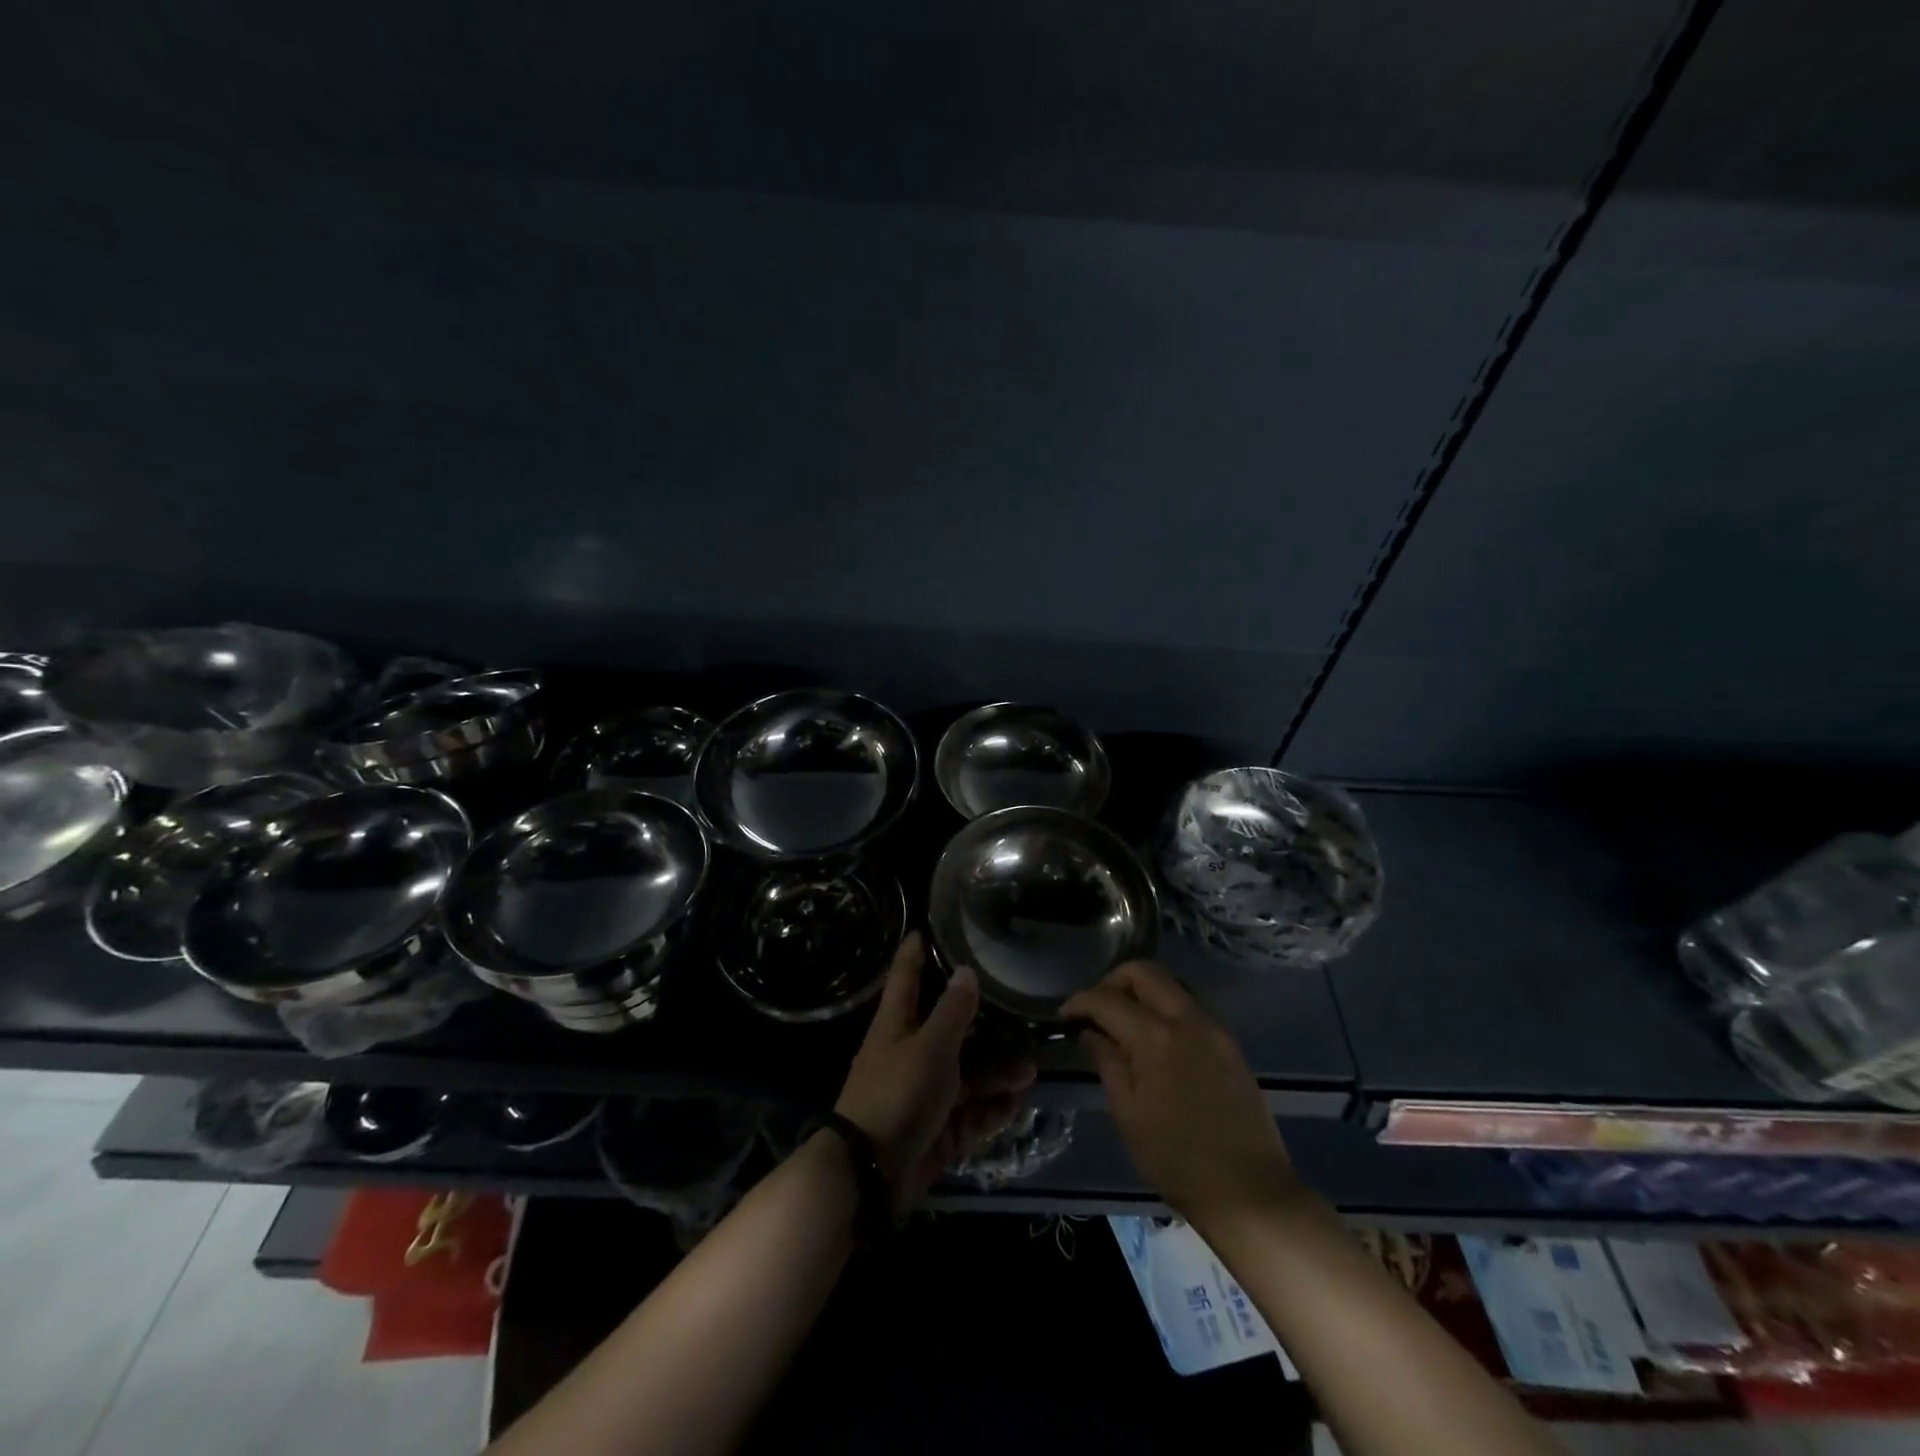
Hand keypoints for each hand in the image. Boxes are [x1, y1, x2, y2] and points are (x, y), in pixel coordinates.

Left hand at [834, 933, 1035, 1211]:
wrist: (871, 1173)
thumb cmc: (897, 1093)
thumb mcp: (930, 1047)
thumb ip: (953, 1011)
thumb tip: (966, 971)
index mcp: (897, 1024)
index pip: (907, 976)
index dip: (916, 951)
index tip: (930, 927)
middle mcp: (910, 1053)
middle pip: (949, 1029)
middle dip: (984, 1025)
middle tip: (1017, 1013)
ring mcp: (923, 1093)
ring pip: (966, 1074)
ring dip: (997, 1072)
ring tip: (1030, 1069)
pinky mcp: (936, 1128)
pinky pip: (969, 1113)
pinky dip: (991, 1109)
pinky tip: (1016, 1103)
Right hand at [1063, 961, 1298, 1226]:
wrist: (1249, 1192)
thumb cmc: (1176, 1159)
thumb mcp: (1128, 1113)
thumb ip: (1106, 1061)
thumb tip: (1089, 1031)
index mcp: (1156, 1036)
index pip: (1106, 999)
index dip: (1079, 1002)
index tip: (1064, 1017)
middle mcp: (1187, 1018)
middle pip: (1143, 971)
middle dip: (1112, 982)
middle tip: (1096, 1011)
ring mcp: (1214, 1028)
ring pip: (1170, 984)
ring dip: (1142, 992)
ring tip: (1123, 1024)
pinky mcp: (1230, 1043)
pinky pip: (1190, 1007)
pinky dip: (1165, 1009)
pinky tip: (1154, 1041)